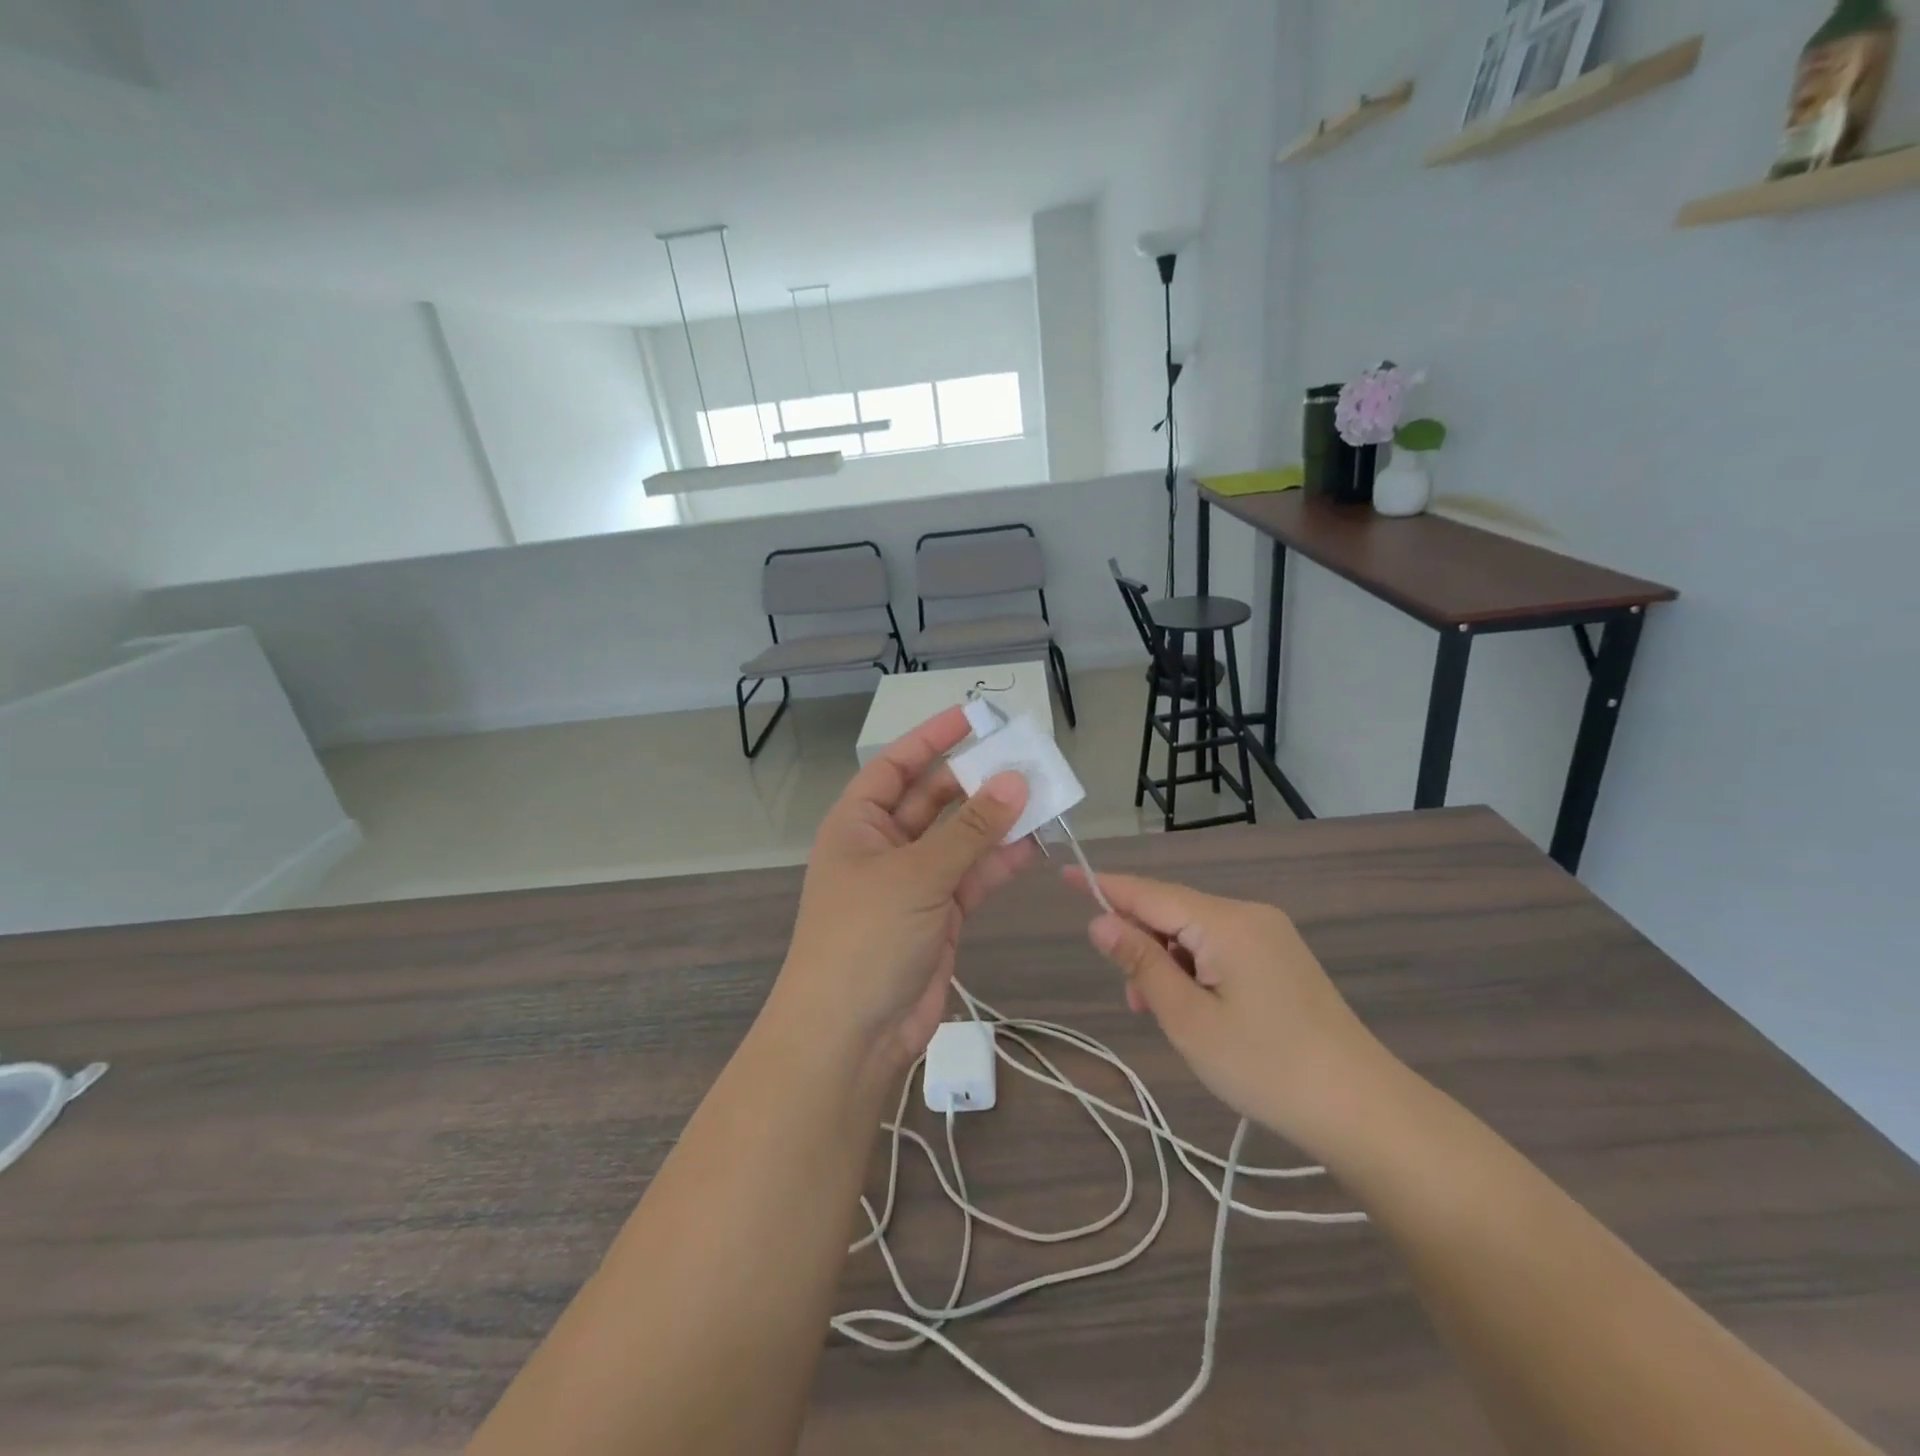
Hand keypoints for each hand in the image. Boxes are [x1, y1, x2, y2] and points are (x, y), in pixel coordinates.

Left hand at [773, 706, 1035, 1076]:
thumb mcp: (917, 874)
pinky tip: (1036, 843)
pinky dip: (1001, 860)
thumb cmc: (866, 937)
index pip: (896, 765)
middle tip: (1025, 758)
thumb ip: (971, 829)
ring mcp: (913, 882)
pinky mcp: (940, 915)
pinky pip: (973, 876)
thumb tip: (1015, 780)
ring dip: (996, 819)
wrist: (852, 1034)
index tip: (974, 716)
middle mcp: (884, 846)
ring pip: (960, 838)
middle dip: (976, 780)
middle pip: (934, 799)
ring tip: (1043, 795)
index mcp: (859, 823)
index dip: (932, 738)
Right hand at [1072, 871, 1386, 1150]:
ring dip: (1168, 963)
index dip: (1105, 886)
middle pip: (1173, 912)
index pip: (1149, 892)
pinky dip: (1195, 970)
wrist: (1362, 1109)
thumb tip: (1100, 921)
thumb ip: (1141, 962)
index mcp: (1225, 922)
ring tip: (1167, 1016)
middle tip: (1135, 1001)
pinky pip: (1220, 948)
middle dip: (1141, 945)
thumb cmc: (1265, 1065)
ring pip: (1195, 933)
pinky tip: (1196, 1009)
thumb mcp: (1188, 1018)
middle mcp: (1248, 915)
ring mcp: (1270, 936)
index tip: (1066, 875)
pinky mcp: (1280, 959)